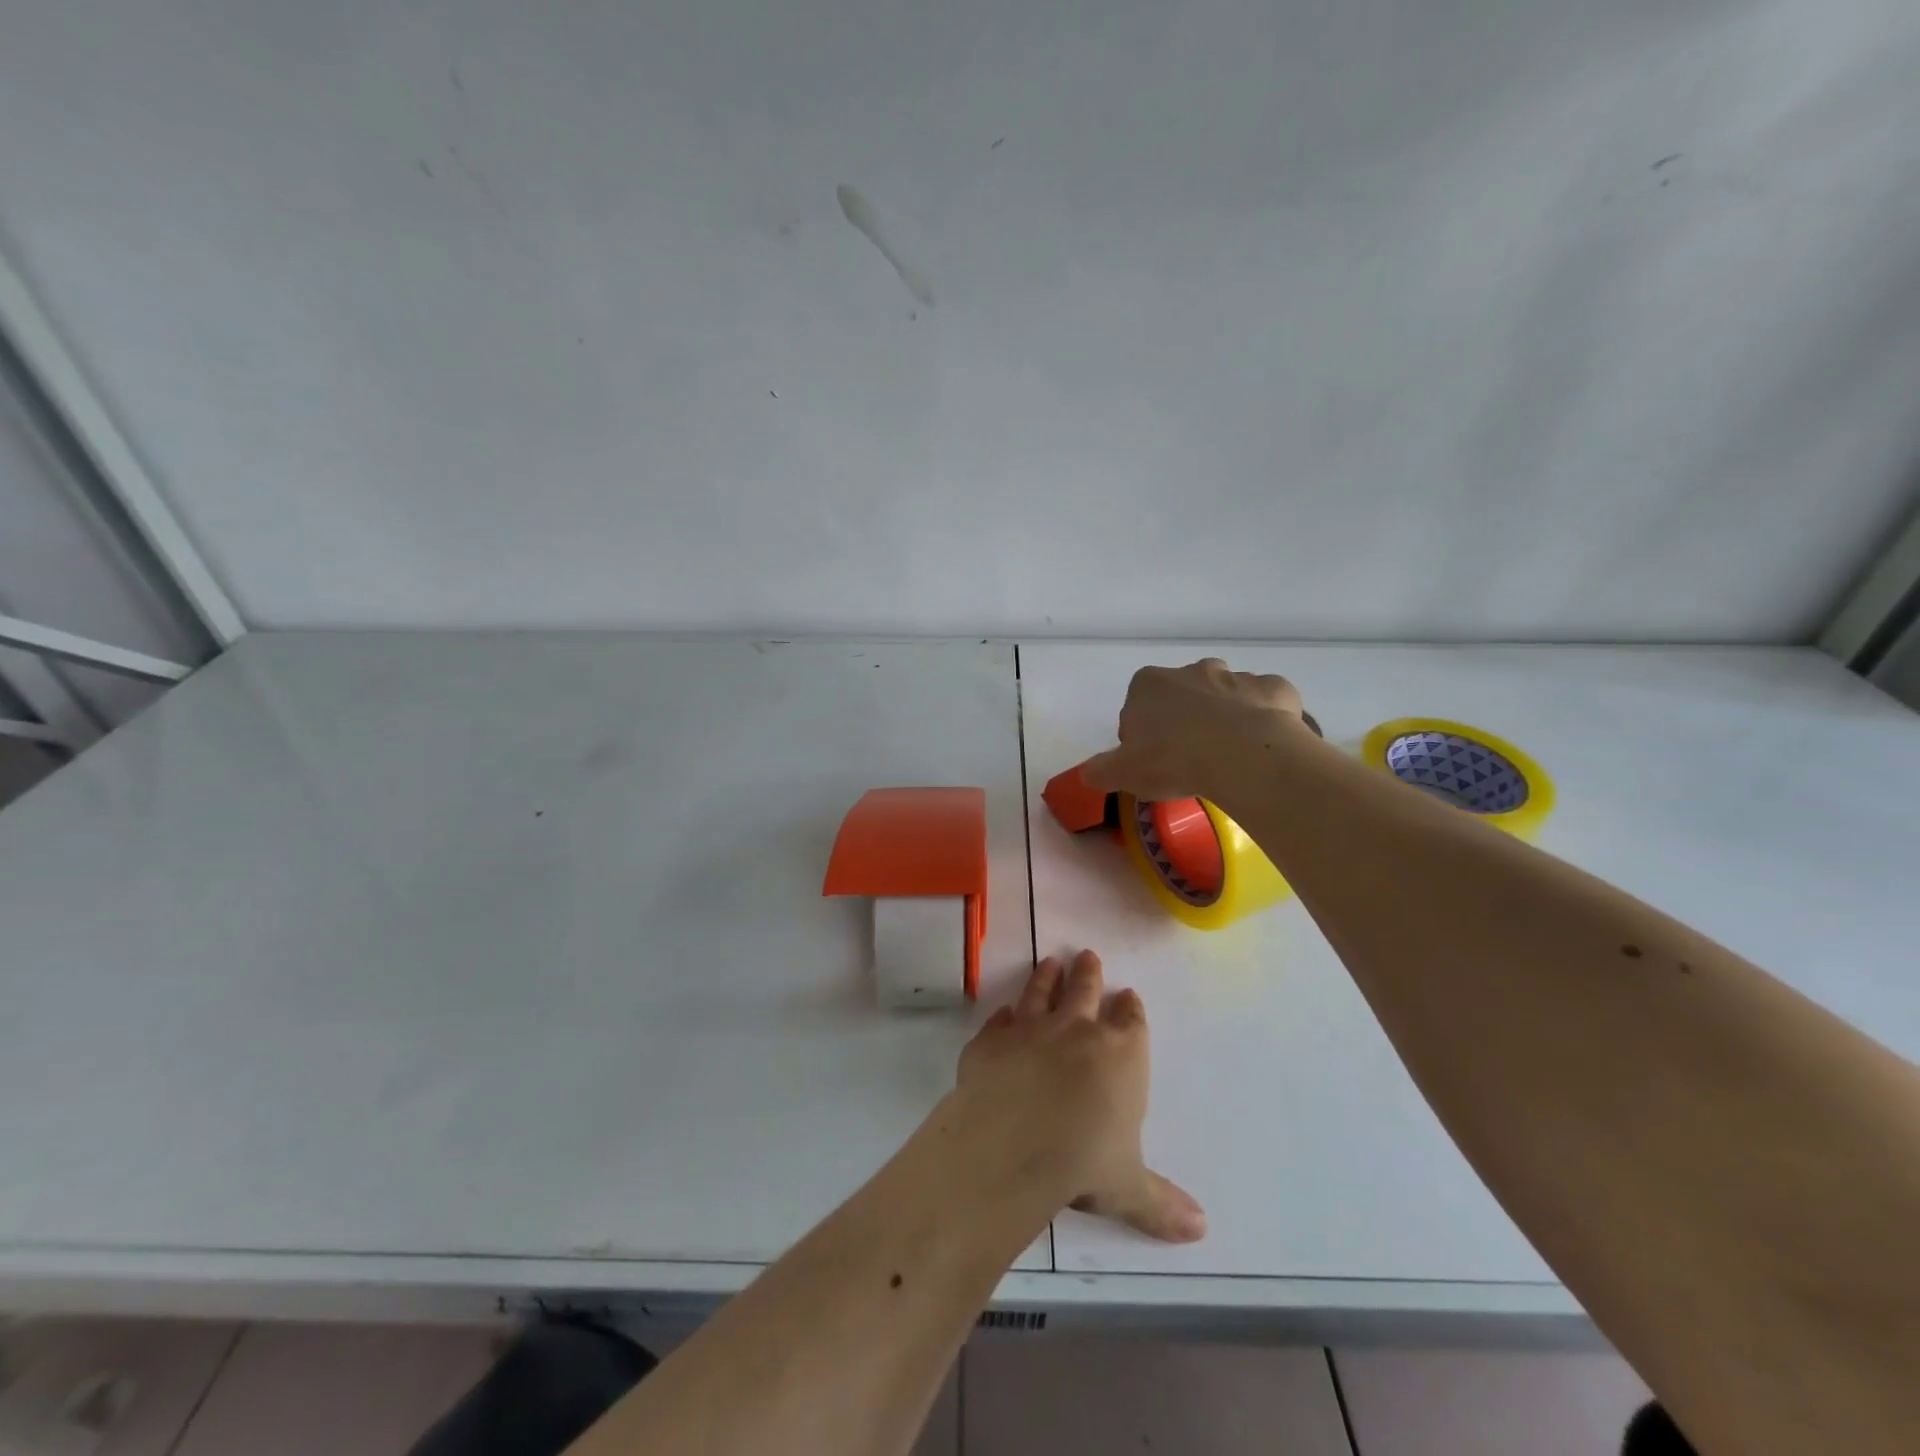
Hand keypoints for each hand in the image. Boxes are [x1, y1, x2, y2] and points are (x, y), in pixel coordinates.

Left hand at [957, 951, 1204, 1241]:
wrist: (1013, 1143)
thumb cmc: (1085, 1162)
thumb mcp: (1130, 1188)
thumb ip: (1162, 1203)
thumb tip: (1201, 1229)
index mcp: (1121, 1055)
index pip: (1131, 1021)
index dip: (1130, 1008)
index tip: (1128, 995)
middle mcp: (1077, 1030)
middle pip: (1085, 990)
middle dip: (1089, 974)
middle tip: (1088, 956)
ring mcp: (1030, 1029)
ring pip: (1041, 993)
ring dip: (1046, 978)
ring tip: (1050, 963)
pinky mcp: (991, 1039)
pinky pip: (999, 1021)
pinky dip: (1003, 1017)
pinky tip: (1004, 1013)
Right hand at [1079, 658, 1306, 802]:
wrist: (1241, 756)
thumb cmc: (1173, 760)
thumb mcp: (1123, 773)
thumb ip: (1101, 770)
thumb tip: (1088, 774)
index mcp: (1149, 685)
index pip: (1138, 706)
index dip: (1144, 733)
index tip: (1152, 760)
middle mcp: (1192, 671)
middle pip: (1184, 694)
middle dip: (1186, 718)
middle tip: (1190, 757)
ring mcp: (1236, 676)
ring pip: (1227, 694)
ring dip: (1226, 716)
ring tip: (1229, 755)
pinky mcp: (1274, 688)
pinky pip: (1266, 702)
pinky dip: (1265, 719)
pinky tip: (1263, 746)